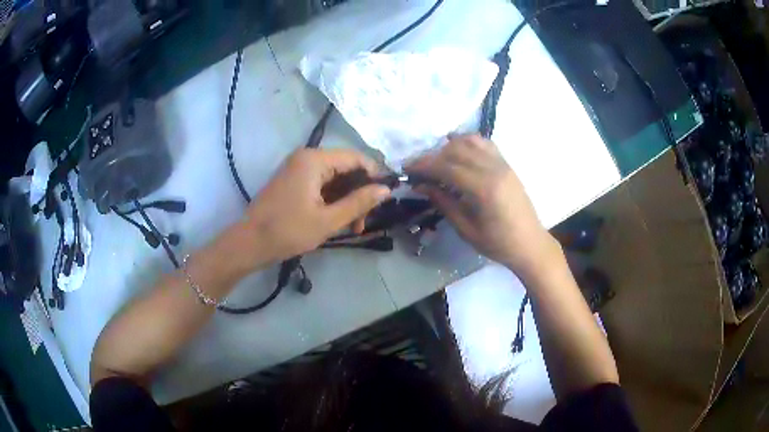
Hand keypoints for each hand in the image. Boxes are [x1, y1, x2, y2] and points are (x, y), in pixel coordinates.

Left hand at [240, 148, 390, 265]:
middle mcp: (306, 157)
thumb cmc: (287, 231)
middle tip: (363, 222)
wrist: (249, 244)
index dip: (374, 176)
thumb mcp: (328, 220)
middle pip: (345, 168)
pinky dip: (332, 200)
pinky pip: (321, 184)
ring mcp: (298, 168)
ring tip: (352, 227)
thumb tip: (386, 190)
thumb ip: (359, 203)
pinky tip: (337, 220)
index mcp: (314, 160)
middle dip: (359, 193)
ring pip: (334, 178)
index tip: (384, 200)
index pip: (356, 158)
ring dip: (346, 200)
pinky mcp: (293, 180)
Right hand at [407, 134, 559, 277]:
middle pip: (457, 150)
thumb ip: (444, 203)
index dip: (424, 165)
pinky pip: (485, 144)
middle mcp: (494, 169)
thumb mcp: (467, 229)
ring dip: (449, 146)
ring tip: (436, 159)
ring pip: (471, 142)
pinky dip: (468, 142)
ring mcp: (503, 164)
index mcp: (484, 189)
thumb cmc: (498, 244)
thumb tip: (421, 186)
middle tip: (417, 167)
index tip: (407, 168)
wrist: (530, 243)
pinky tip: (457, 149)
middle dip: (433, 155)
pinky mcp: (507, 165)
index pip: (448, 167)